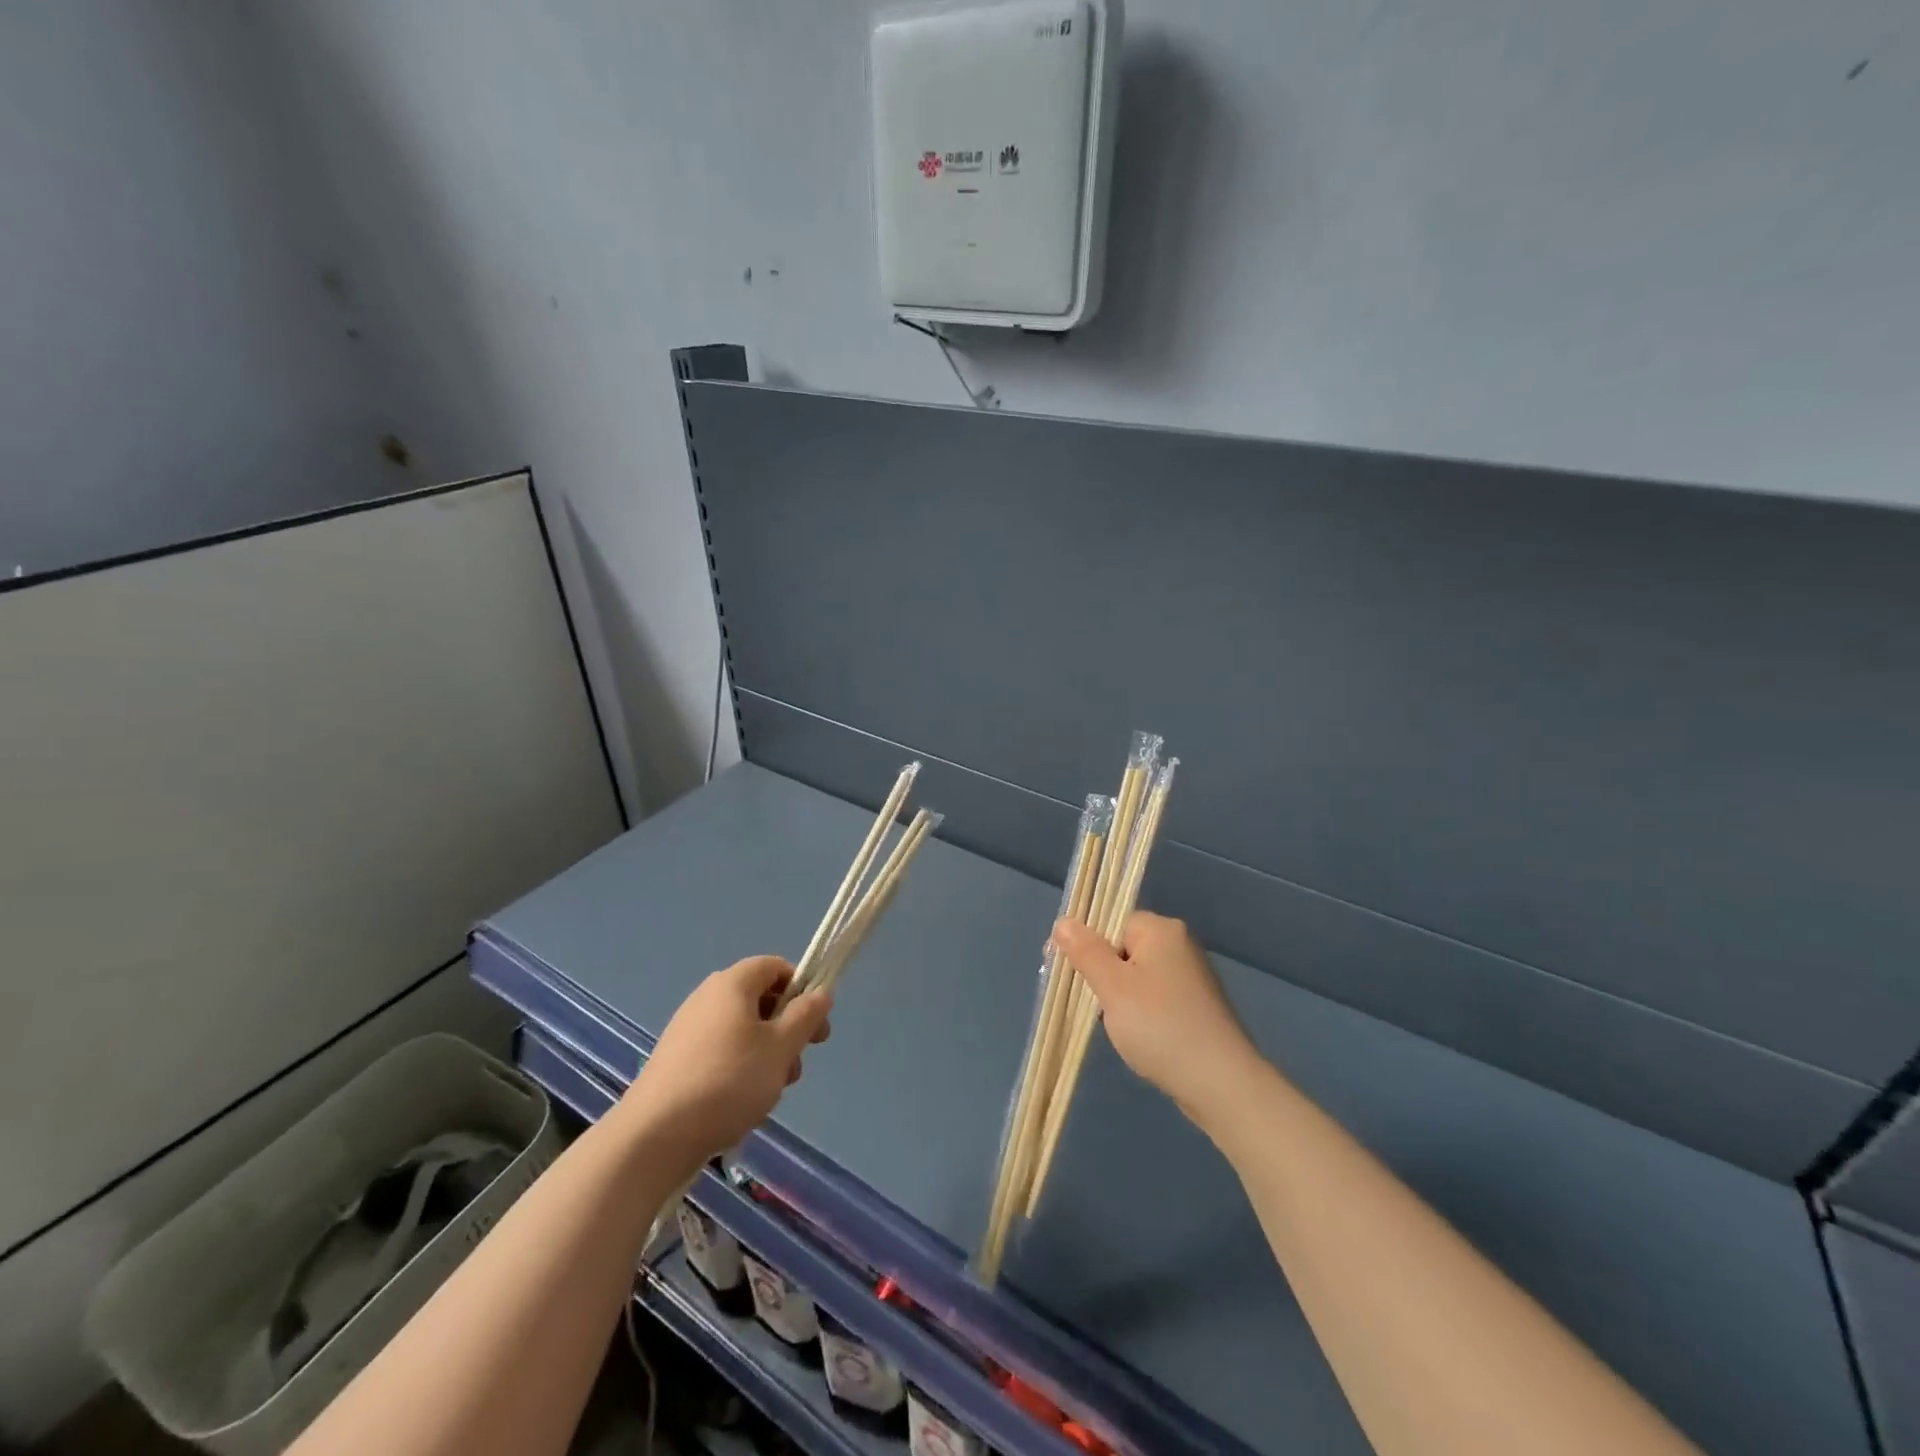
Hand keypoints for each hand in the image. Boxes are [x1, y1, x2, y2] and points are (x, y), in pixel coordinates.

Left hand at [622, 956, 831, 1165]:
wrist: (654, 1135)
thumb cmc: (728, 1080)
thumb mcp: (781, 1047)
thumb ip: (806, 1016)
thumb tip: (820, 994)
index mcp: (733, 983)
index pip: (776, 966)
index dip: (802, 989)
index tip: (814, 1025)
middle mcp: (708, 997)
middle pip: (761, 1001)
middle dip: (786, 1031)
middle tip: (796, 1066)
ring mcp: (688, 1029)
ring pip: (743, 1031)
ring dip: (766, 1055)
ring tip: (770, 1093)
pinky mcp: (677, 1060)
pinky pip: (721, 1053)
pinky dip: (740, 1070)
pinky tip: (741, 1104)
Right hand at [1053, 912, 1259, 1119]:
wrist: (1221, 1084)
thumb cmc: (1160, 1026)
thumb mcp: (1112, 986)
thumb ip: (1085, 951)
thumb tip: (1062, 922)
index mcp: (1161, 930)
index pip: (1111, 921)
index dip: (1085, 944)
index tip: (1066, 973)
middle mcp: (1180, 945)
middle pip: (1123, 947)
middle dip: (1102, 974)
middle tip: (1090, 1004)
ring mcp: (1192, 977)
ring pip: (1137, 975)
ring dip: (1119, 997)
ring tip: (1114, 1025)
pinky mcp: (1197, 1006)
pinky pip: (1155, 997)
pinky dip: (1140, 1013)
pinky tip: (1137, 1037)